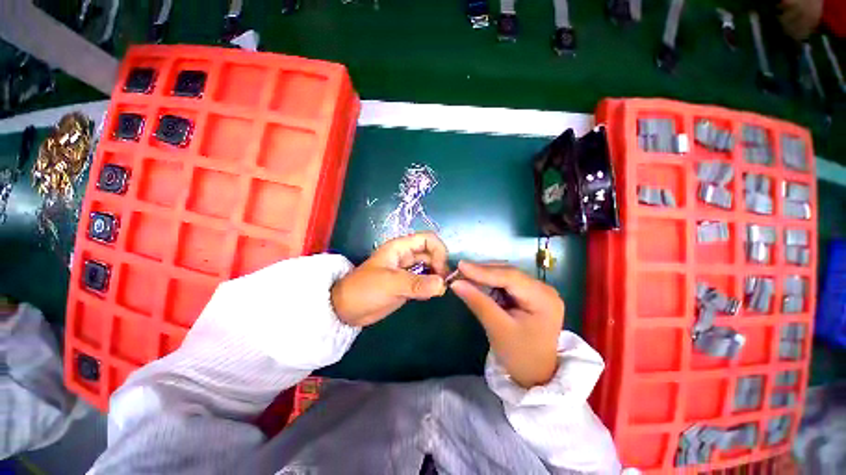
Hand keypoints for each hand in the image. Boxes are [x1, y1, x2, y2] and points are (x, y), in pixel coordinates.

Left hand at [331, 232, 447, 326]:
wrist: (347, 310)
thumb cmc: (365, 290)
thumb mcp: (390, 284)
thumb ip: (416, 284)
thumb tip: (443, 284)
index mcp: (401, 248)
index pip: (428, 239)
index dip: (439, 251)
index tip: (441, 271)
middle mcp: (406, 256)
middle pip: (432, 252)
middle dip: (440, 264)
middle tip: (444, 283)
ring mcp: (407, 270)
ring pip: (430, 266)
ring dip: (437, 275)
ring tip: (440, 289)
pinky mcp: (407, 283)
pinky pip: (425, 279)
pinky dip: (432, 285)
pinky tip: (431, 293)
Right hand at [451, 261, 563, 388]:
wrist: (536, 375)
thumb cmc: (520, 356)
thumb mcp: (497, 329)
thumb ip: (478, 302)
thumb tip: (455, 282)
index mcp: (543, 298)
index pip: (510, 277)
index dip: (483, 270)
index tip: (460, 266)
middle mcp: (543, 289)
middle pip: (508, 273)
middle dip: (482, 272)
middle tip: (458, 271)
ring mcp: (537, 291)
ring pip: (505, 275)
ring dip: (484, 276)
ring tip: (464, 275)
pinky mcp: (529, 294)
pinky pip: (506, 283)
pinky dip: (489, 283)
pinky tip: (476, 283)